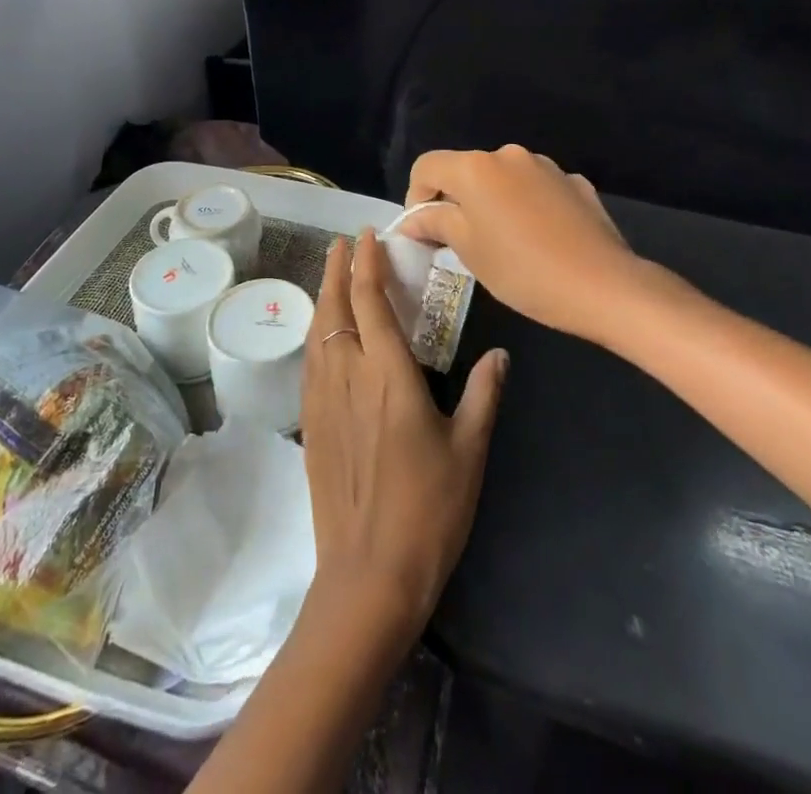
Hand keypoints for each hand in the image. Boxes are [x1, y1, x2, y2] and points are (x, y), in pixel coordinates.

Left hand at [300, 231, 509, 643]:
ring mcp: (323, 397)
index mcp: (389, 374)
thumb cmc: (428, 510)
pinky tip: (325, 334)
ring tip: (333, 274)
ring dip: (325, 295)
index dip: (368, 262)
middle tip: (345, 243)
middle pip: (335, 306)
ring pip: (318, 330)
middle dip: (338, 268)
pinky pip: (310, 359)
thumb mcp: (469, 451)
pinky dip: (317, 331)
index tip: (369, 235)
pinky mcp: (310, 422)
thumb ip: (484, 395)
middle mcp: (349, 374)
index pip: (370, 300)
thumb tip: (500, 354)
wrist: (369, 574)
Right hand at [402, 145, 654, 343]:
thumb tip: (414, 219)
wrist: (605, 286)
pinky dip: (525, 206)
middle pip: (465, 170)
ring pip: (502, 179)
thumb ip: (436, 223)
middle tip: (460, 243)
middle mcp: (508, 155)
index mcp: (476, 168)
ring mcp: (545, 166)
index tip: (425, 232)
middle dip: (455, 201)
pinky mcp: (574, 183)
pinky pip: (535, 189)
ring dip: (492, 202)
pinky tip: (539, 239)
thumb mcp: (469, 250)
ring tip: (503, 243)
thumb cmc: (523, 270)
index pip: (426, 166)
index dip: (416, 197)